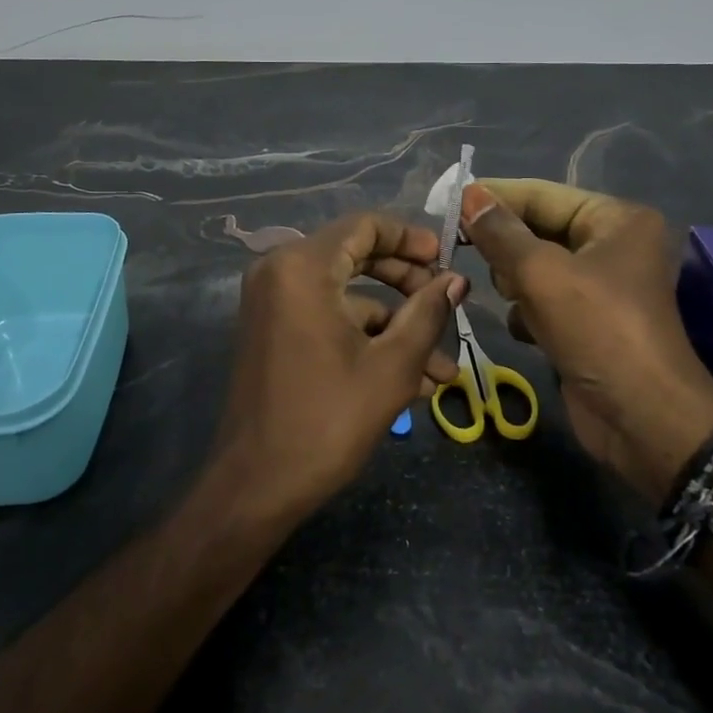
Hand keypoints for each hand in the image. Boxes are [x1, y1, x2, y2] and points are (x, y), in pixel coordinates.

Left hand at [214, 212, 466, 521]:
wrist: (256, 487)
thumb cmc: (327, 420)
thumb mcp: (392, 366)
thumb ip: (427, 313)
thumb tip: (456, 281)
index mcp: (302, 266)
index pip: (365, 226)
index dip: (411, 238)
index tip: (446, 261)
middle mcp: (280, 271)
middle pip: (356, 255)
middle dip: (408, 284)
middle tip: (447, 306)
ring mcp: (273, 302)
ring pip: (347, 295)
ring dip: (394, 325)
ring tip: (441, 369)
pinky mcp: (273, 330)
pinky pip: (327, 317)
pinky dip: (365, 338)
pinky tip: (410, 380)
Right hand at [459, 180, 712, 505]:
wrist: (643, 420)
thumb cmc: (598, 330)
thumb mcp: (542, 274)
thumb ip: (500, 233)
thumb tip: (469, 195)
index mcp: (615, 220)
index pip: (542, 194)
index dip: (494, 196)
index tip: (448, 201)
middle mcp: (612, 245)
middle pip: (538, 228)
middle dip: (506, 246)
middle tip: (468, 254)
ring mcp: (600, 286)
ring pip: (535, 266)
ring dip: (516, 282)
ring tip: (513, 298)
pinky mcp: (587, 322)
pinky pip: (543, 300)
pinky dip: (528, 311)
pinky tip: (525, 328)